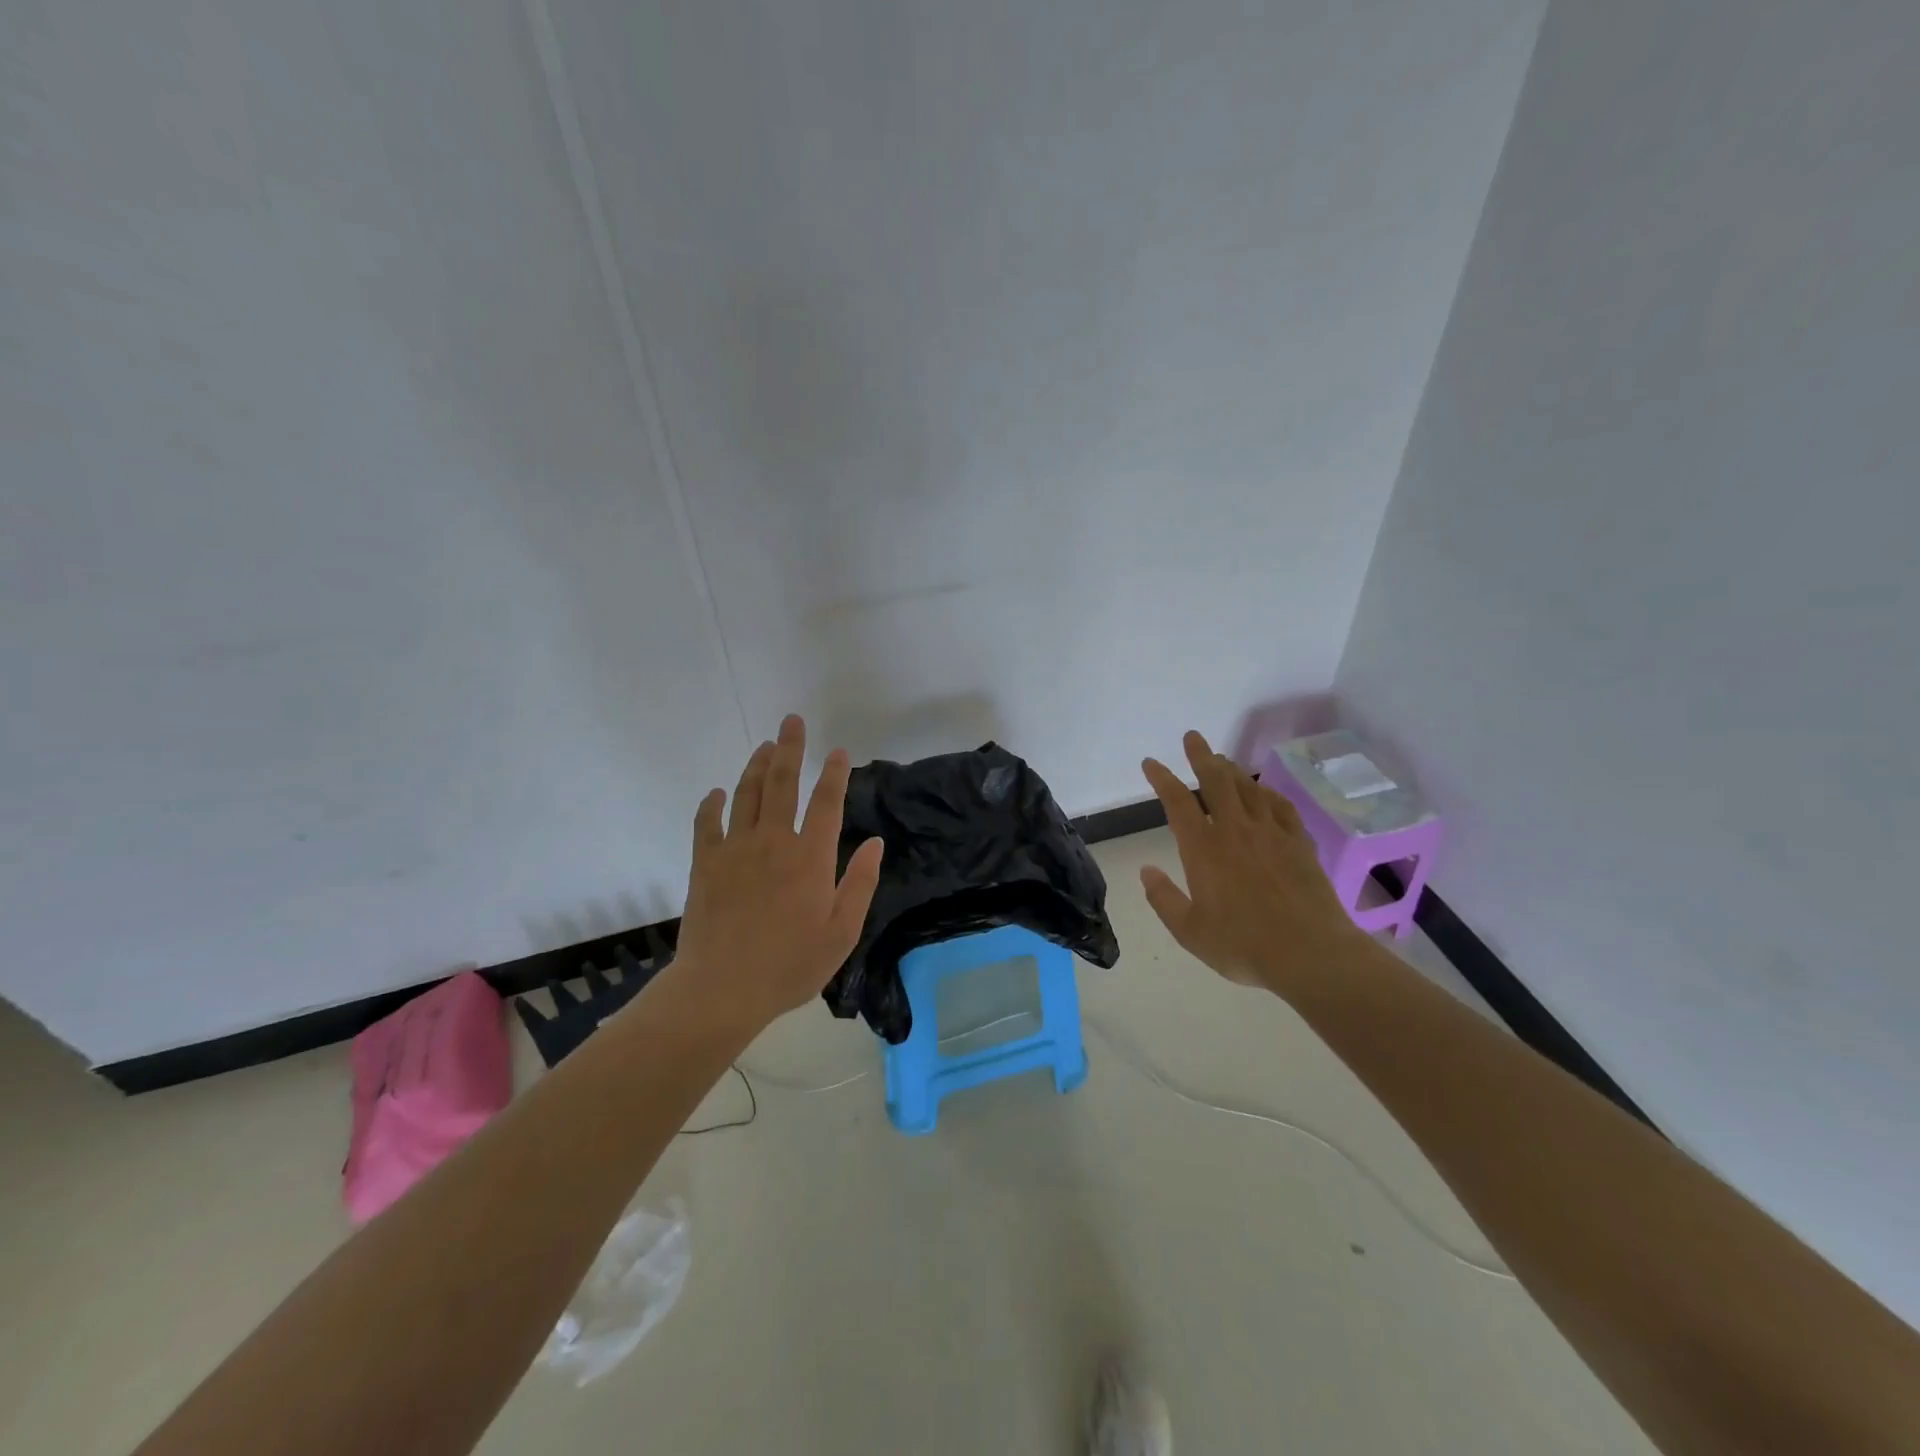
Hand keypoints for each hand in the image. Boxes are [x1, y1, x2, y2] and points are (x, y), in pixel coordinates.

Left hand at [672, 715, 884, 1033]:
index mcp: (811, 857)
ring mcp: (735, 848)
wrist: (722, 988)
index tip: (839, 751)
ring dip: (756, 765)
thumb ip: (860, 883)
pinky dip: (712, 803)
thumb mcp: (842, 931)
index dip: (835, 773)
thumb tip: (876, 843)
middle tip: (792, 721)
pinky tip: (717, 792)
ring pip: (746, 794)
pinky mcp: (705, 863)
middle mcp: (774, 841)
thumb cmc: (791, 964)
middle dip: (790, 748)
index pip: (827, 802)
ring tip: (764, 745)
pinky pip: (707, 822)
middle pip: (783, 783)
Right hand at [1139, 730, 1363, 997]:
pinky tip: (1264, 791)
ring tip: (1222, 759)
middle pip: (1216, 781)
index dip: (1162, 778)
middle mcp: (1235, 831)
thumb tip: (1146, 870)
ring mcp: (1271, 834)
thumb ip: (1163, 899)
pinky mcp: (1299, 843)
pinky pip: (1280, 806)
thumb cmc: (1243, 945)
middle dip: (1201, 756)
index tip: (1151, 763)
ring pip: (1248, 788)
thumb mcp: (1189, 931)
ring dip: (1232, 770)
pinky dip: (1267, 793)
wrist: (1311, 954)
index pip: (1177, 802)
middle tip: (1193, 737)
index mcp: (1203, 849)